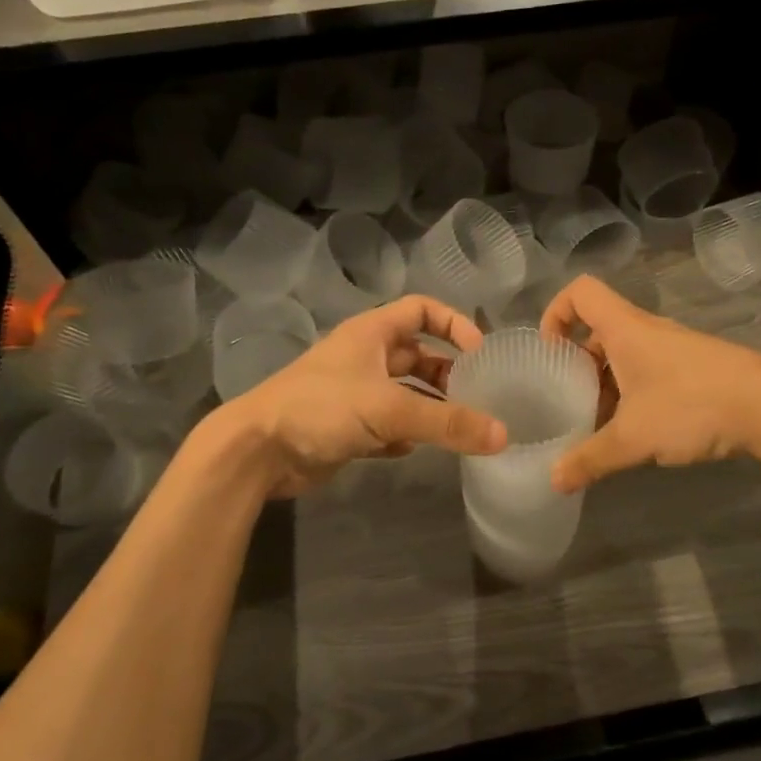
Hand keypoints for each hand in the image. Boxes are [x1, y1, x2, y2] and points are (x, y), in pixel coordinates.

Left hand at [220, 295, 506, 497]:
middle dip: (448, 374)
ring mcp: (354, 393)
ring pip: (405, 393)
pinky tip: (414, 449)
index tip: (480, 352)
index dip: (454, 323)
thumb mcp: (390, 409)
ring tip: (458, 428)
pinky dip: (404, 435)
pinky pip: (387, 425)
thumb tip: (503, 435)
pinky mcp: (346, 427)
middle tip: (477, 398)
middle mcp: (365, 358)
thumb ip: (448, 422)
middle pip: (418, 356)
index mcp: (372, 333)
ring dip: (429, 407)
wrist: (258, 451)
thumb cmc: (323, 408)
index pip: (422, 310)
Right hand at [539, 275, 760, 492]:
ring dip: (606, 385)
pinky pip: (649, 373)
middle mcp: (647, 331)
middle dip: (577, 364)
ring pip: (625, 357)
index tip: (549, 352)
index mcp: (625, 329)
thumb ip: (589, 459)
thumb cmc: (691, 405)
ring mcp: (674, 350)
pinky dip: (633, 395)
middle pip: (599, 330)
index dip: (555, 312)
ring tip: (598, 425)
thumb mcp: (632, 437)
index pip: (580, 292)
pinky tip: (637, 433)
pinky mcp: (694, 370)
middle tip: (566, 401)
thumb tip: (553, 481)